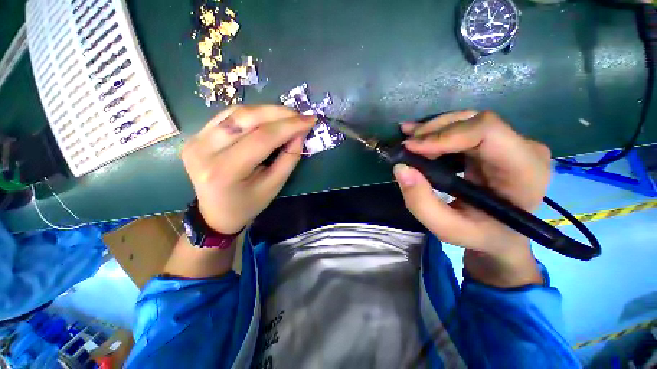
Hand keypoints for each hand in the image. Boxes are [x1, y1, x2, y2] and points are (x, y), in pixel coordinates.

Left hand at [181, 105, 314, 233]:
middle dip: (278, 113)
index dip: (289, 126)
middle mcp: (204, 151)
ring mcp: (196, 140)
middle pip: (246, 119)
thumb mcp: (274, 186)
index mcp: (225, 171)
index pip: (262, 138)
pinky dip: (251, 113)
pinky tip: (266, 117)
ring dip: (266, 110)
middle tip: (299, 115)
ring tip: (287, 116)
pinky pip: (227, 116)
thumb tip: (299, 132)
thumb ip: (289, 158)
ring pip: (236, 112)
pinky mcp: (195, 135)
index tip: (310, 120)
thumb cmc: (249, 204)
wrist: (216, 213)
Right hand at [394, 111, 550, 286]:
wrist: (501, 234)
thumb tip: (401, 168)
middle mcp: (523, 148)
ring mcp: (511, 142)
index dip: (444, 135)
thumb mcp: (447, 229)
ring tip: (407, 140)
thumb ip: (421, 203)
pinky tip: (418, 136)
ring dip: (432, 129)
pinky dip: (437, 131)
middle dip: (433, 132)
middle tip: (404, 146)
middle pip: (474, 122)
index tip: (411, 148)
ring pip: (466, 120)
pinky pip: (463, 127)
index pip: (487, 132)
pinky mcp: (496, 142)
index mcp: (524, 171)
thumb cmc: (480, 235)